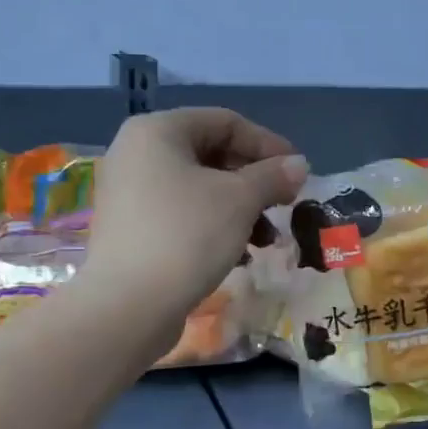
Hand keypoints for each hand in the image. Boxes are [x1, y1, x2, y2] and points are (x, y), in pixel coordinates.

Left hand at [82, 108, 308, 351]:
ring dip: (240, 208)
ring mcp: (129, 192)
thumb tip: (299, 165)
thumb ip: (272, 176)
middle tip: (285, 204)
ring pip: (199, 187)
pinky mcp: (131, 228)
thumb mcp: (240, 200)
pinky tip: (239, 254)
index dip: (268, 144)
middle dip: (254, 180)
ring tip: (267, 239)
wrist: (127, 306)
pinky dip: (214, 225)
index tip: (297, 172)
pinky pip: (182, 213)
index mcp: (157, 131)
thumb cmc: (186, 235)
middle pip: (211, 154)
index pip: (226, 122)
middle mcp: (137, 152)